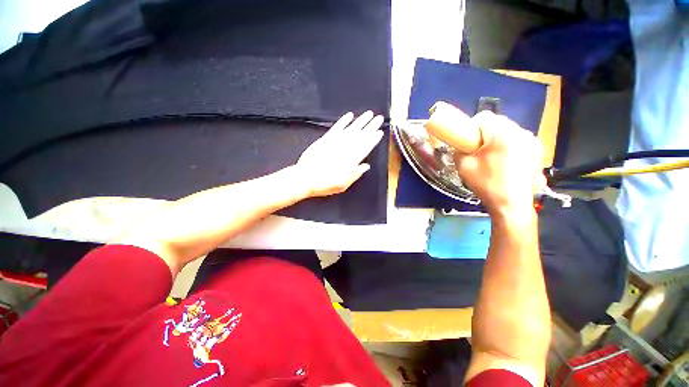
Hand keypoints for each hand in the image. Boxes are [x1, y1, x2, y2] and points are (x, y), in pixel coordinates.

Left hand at [296, 111, 383, 196]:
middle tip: (379, 118)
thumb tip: (366, 166)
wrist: (304, 178)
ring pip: (350, 129)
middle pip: (360, 135)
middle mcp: (345, 149)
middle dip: (371, 126)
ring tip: (369, 114)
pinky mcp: (325, 139)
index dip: (373, 139)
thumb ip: (355, 174)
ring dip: (360, 121)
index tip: (380, 131)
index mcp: (351, 160)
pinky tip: (349, 115)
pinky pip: (336, 128)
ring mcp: (334, 142)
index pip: (365, 147)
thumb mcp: (343, 185)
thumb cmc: (324, 184)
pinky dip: (343, 121)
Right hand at [427, 103, 543, 217]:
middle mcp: (521, 132)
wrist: (512, 205)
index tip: (468, 140)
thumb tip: (459, 146)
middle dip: (486, 132)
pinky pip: (520, 140)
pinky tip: (506, 162)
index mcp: (501, 134)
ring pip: (510, 131)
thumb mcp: (464, 167)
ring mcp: (533, 142)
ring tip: (493, 156)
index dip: (472, 126)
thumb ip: (459, 151)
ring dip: (499, 138)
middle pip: (499, 122)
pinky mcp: (539, 152)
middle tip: (478, 149)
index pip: (484, 116)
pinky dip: (511, 146)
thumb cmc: (487, 184)